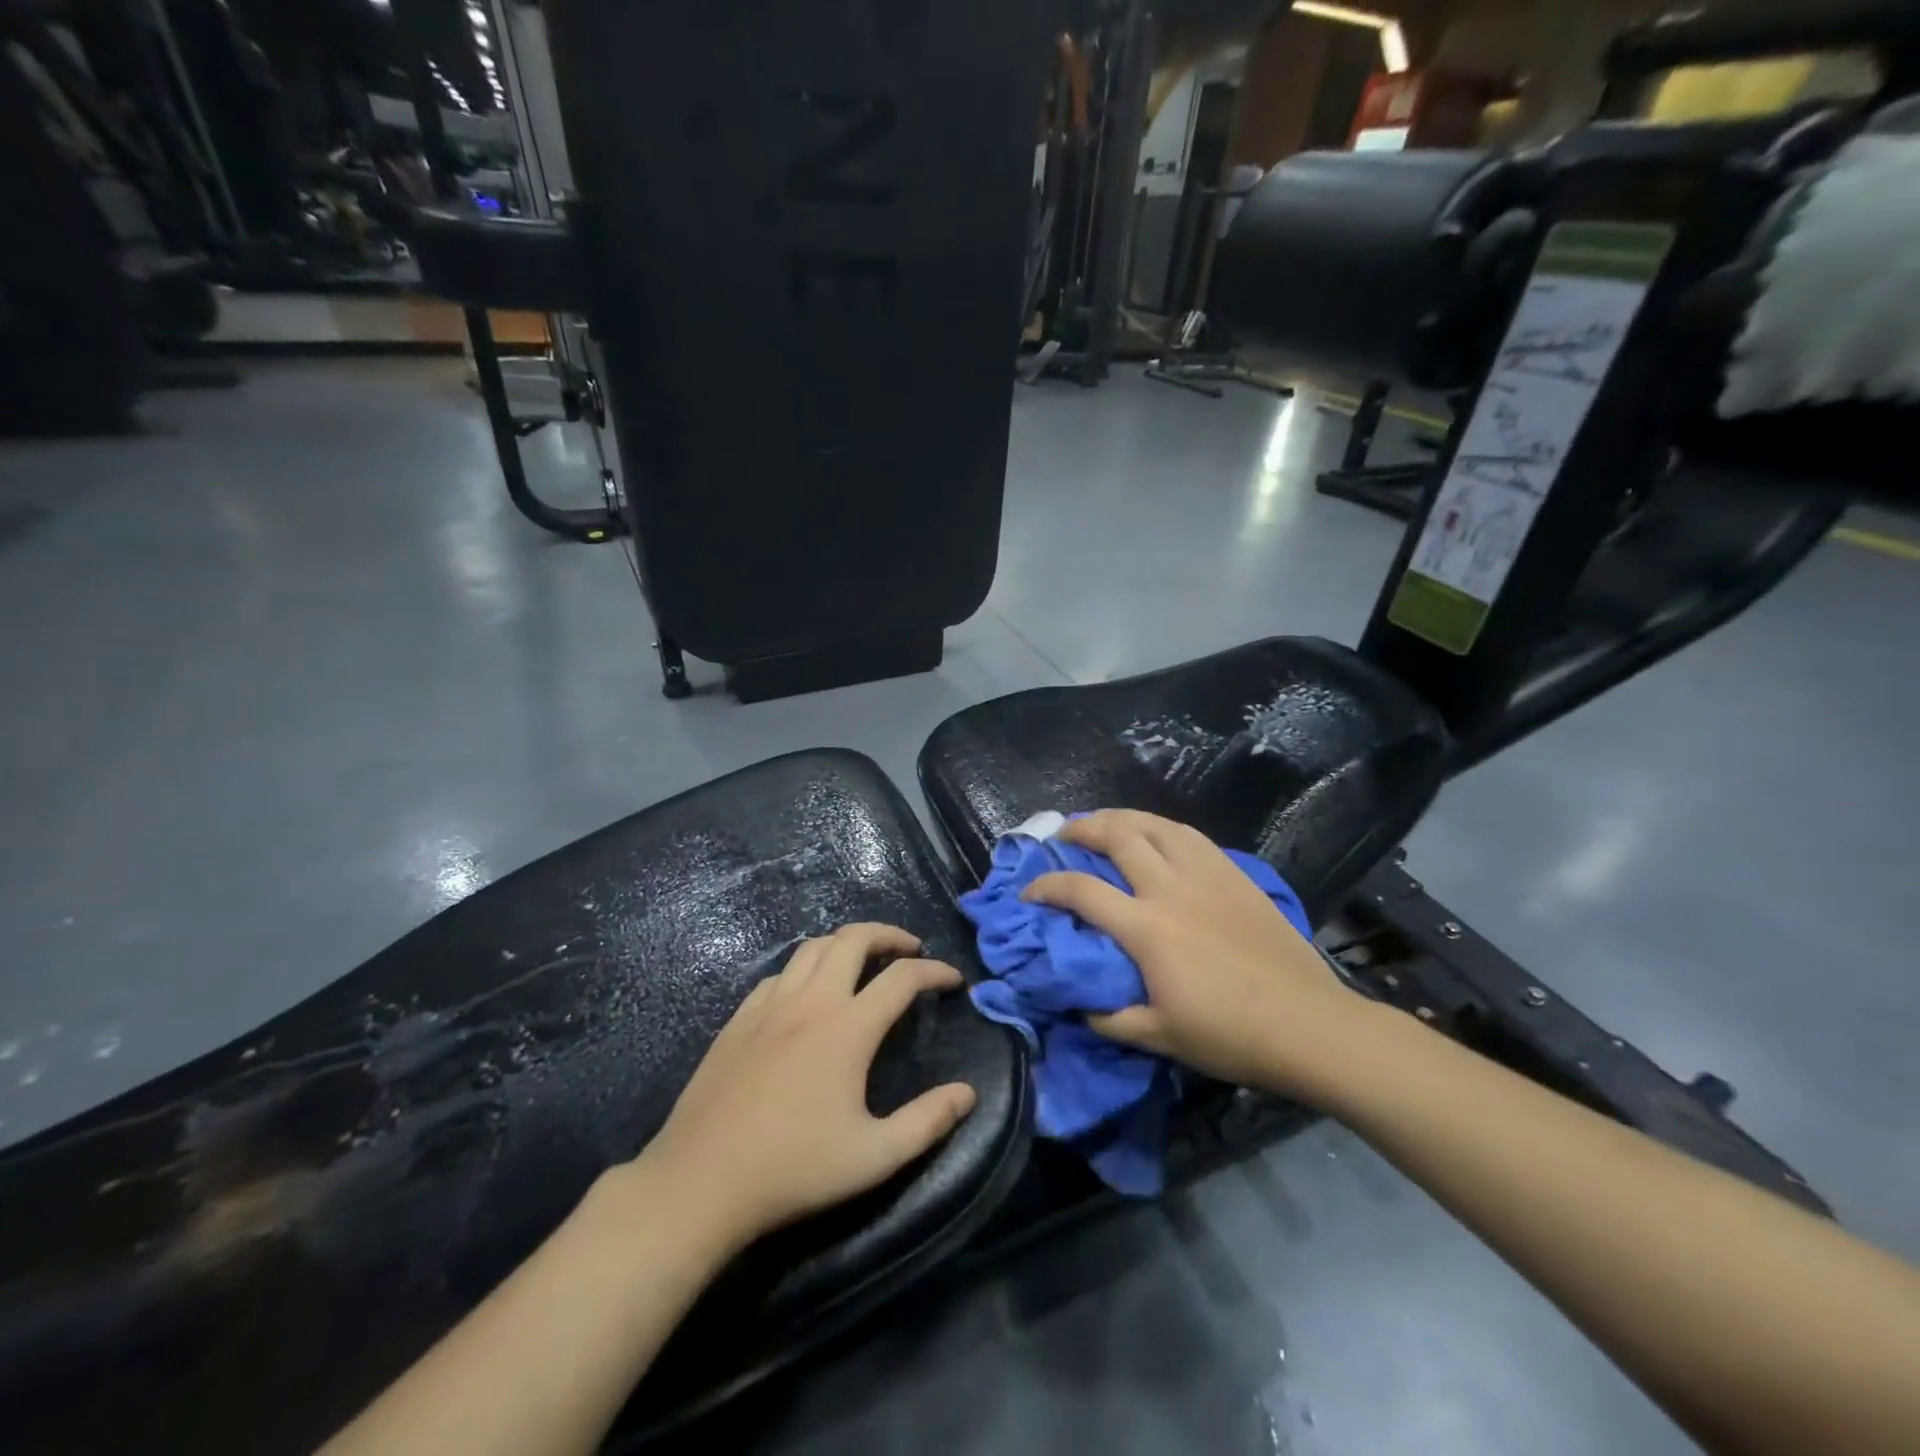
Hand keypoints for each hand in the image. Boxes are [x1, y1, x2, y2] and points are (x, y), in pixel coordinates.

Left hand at [637, 923, 977, 1251]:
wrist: (700, 1183)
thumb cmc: (794, 1170)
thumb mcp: (874, 1157)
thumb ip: (927, 1122)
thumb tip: (968, 1093)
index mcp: (847, 1029)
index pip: (902, 978)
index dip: (934, 971)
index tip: (952, 979)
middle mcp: (811, 1002)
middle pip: (854, 938)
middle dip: (889, 934)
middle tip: (910, 950)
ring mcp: (769, 1006)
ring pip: (813, 947)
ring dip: (846, 943)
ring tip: (865, 961)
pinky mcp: (739, 1019)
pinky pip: (780, 974)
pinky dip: (806, 967)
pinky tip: (809, 992)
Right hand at [1024, 810, 1371, 1103]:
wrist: (1309, 1024)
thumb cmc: (1230, 1035)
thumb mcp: (1159, 1037)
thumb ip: (1109, 1019)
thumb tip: (1078, 1004)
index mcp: (1147, 928)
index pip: (1081, 891)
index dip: (1046, 886)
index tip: (1029, 891)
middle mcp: (1170, 888)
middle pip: (1117, 836)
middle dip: (1081, 829)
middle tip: (1063, 836)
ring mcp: (1206, 875)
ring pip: (1155, 824)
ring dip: (1121, 817)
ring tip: (1104, 823)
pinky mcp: (1233, 873)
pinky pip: (1189, 834)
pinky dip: (1161, 826)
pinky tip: (1156, 834)